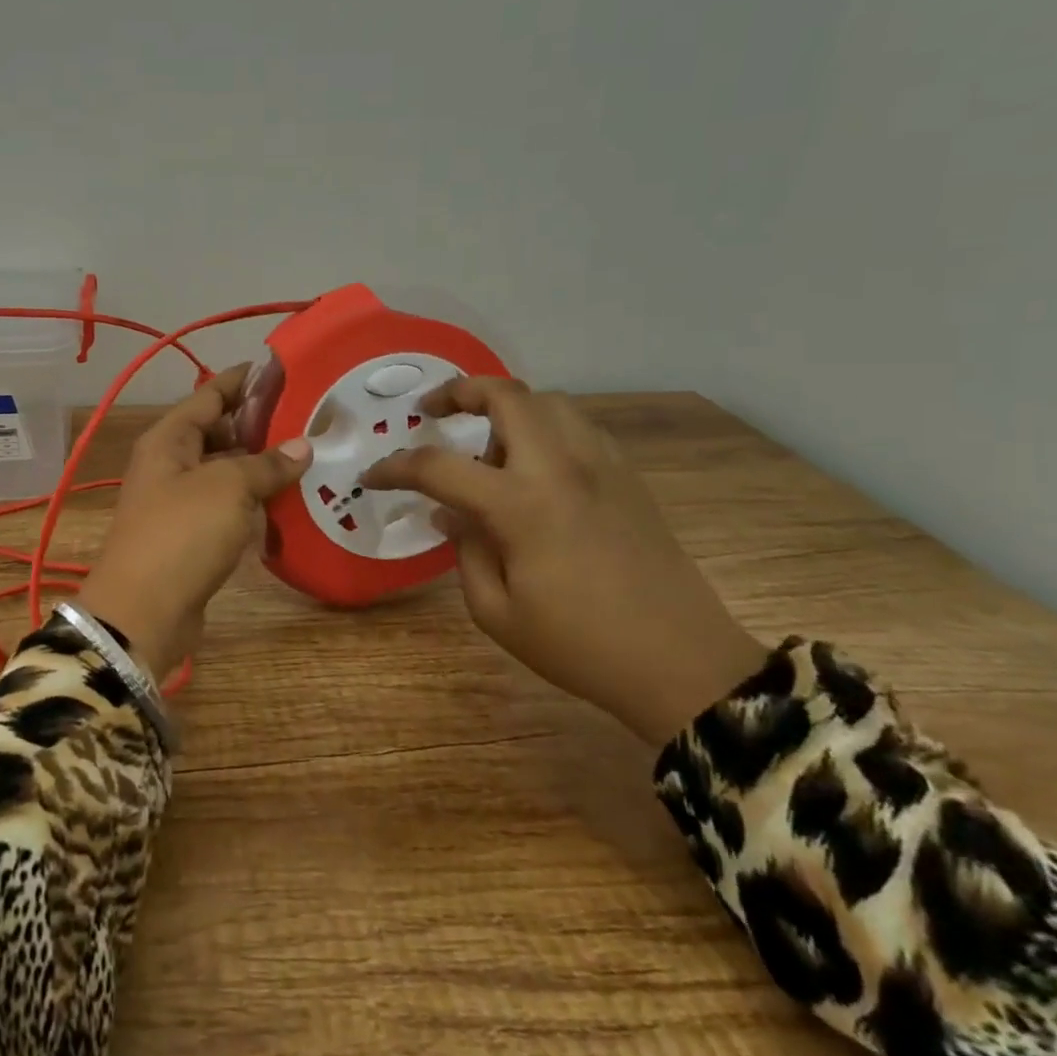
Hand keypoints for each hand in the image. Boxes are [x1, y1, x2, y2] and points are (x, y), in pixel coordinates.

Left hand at [77, 364, 312, 680]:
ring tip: (309, 455)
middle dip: (259, 424)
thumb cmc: (182, 534)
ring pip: (225, 470)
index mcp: (169, 438)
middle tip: (310, 418)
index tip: (284, 369)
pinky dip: (254, 500)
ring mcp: (179, 501)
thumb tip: (302, 446)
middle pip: (218, 431)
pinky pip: (227, 505)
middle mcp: (171, 463)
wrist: (143, 612)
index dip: (244, 380)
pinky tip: (289, 499)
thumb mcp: (228, 488)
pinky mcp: (191, 535)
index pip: (210, 394)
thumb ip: (266, 464)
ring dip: (260, 464)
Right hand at [362, 379, 767, 745]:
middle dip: (459, 391)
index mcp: (521, 505)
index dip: (396, 468)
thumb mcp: (497, 612)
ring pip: (548, 402)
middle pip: (507, 395)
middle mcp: (560, 468)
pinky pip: (578, 427)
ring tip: (486, 445)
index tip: (373, 476)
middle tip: (432, 411)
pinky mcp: (628, 477)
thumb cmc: (580, 646)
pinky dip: (545, 427)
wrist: (682, 664)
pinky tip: (535, 465)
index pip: (439, 467)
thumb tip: (449, 515)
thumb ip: (465, 552)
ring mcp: (601, 466)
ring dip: (507, 408)